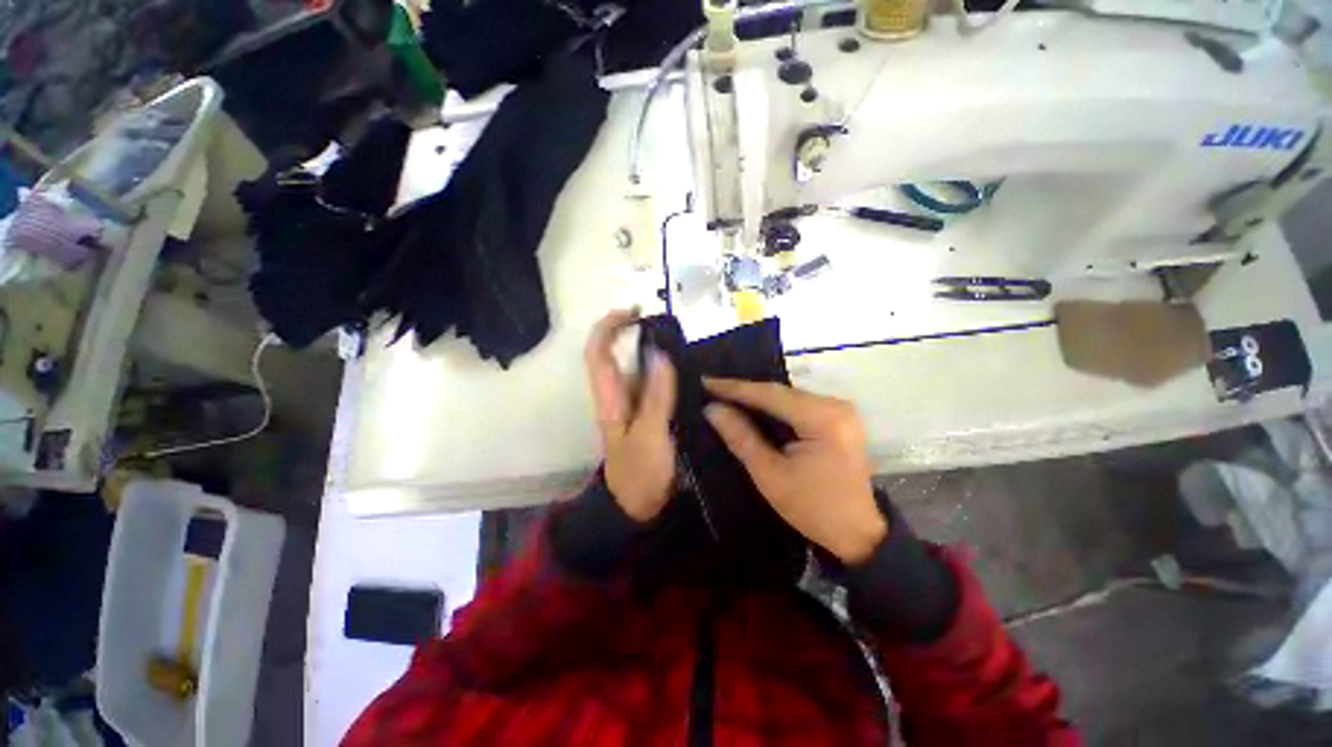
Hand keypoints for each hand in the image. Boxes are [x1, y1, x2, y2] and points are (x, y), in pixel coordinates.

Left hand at [585, 310, 677, 522]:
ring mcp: (633, 404)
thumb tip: (660, 353)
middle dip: (636, 333)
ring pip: (637, 367)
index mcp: (609, 398)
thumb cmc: (640, 474)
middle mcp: (618, 395)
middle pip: (617, 354)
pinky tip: (687, 369)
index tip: (634, 312)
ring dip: (653, 350)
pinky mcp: (648, 413)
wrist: (641, 508)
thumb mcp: (649, 436)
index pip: (598, 352)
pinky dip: (666, 370)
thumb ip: (656, 396)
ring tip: (683, 343)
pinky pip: (654, 383)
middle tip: (669, 326)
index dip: (609, 327)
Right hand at [702, 379, 886, 563]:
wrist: (859, 533)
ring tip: (725, 395)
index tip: (706, 381)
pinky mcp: (838, 418)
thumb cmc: (813, 509)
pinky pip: (798, 405)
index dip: (735, 387)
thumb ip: (741, 438)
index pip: (770, 394)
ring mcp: (839, 409)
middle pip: (780, 391)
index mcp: (823, 418)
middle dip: (745, 390)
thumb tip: (713, 409)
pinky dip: (774, 407)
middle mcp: (835, 405)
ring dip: (758, 397)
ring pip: (788, 396)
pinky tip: (753, 407)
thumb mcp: (770, 475)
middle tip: (711, 388)